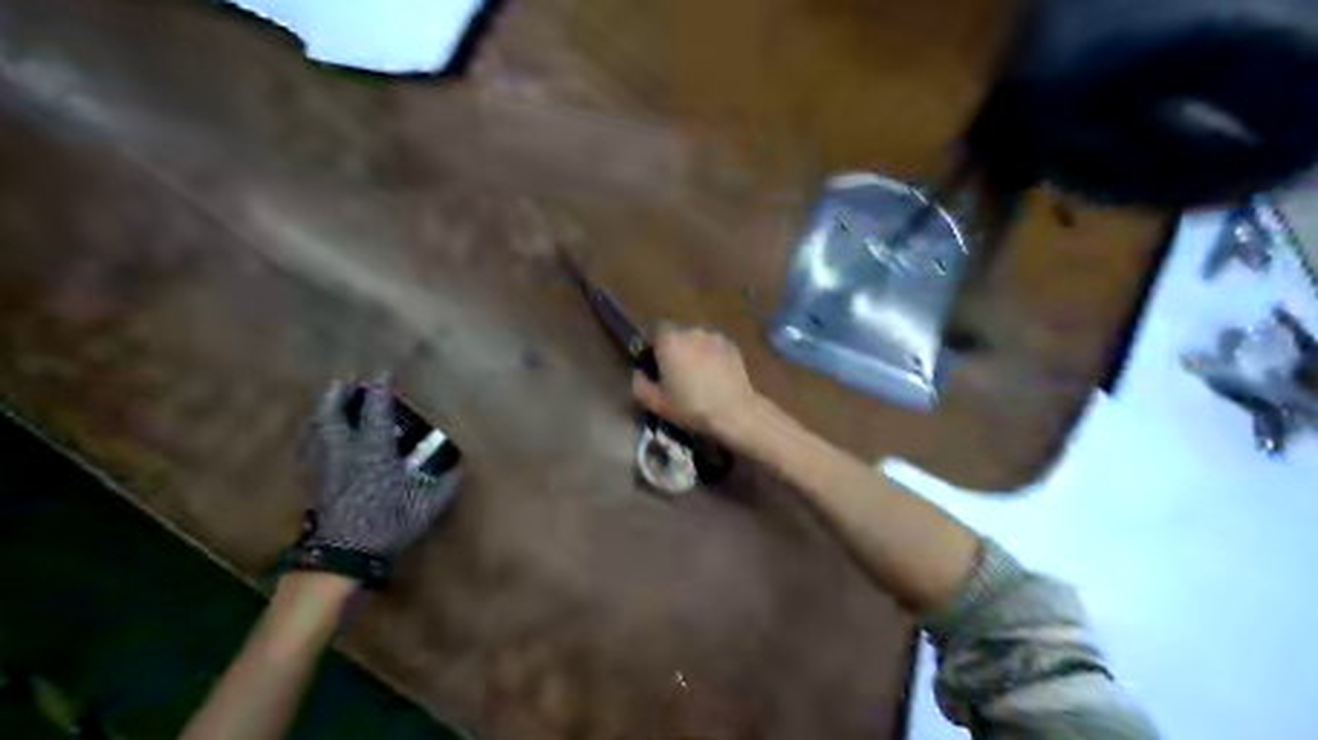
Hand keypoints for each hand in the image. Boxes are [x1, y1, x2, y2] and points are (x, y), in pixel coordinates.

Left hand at [307, 381, 458, 559]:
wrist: (343, 556)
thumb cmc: (387, 525)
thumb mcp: (426, 506)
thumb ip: (446, 484)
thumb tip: (463, 466)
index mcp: (374, 452)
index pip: (376, 412)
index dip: (381, 389)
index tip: (385, 371)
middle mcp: (346, 453)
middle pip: (334, 417)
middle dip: (338, 395)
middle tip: (344, 379)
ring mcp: (327, 468)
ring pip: (318, 432)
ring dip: (323, 413)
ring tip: (328, 401)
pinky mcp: (317, 484)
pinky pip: (310, 453)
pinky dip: (312, 440)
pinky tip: (314, 440)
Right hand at [630, 325, 762, 438]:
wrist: (734, 412)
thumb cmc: (691, 407)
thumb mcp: (656, 404)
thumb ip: (640, 384)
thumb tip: (639, 372)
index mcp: (669, 341)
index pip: (654, 327)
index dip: (650, 342)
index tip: (651, 359)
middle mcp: (691, 331)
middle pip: (676, 332)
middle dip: (672, 347)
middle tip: (673, 370)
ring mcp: (714, 336)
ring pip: (696, 339)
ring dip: (692, 350)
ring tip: (696, 373)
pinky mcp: (731, 345)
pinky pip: (713, 346)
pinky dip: (710, 355)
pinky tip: (713, 375)